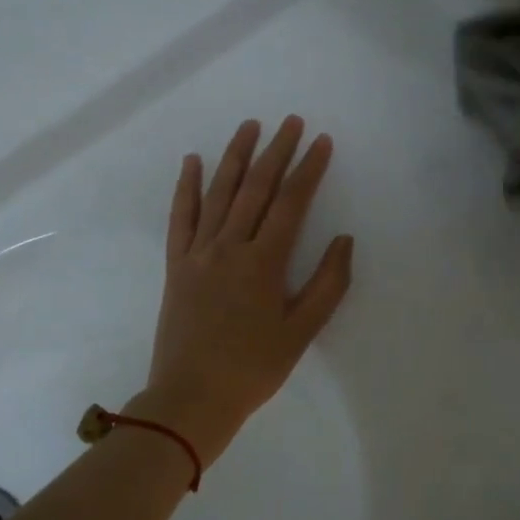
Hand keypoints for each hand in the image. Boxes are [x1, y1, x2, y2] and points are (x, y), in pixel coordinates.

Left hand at [137, 117, 353, 466]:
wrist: (191, 398)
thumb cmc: (253, 369)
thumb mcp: (301, 333)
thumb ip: (327, 285)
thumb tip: (343, 240)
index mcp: (264, 263)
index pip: (291, 204)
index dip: (308, 170)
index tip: (321, 142)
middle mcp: (230, 247)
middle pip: (255, 188)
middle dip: (276, 152)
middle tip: (291, 122)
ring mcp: (199, 253)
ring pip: (218, 194)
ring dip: (235, 157)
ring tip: (249, 126)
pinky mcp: (176, 265)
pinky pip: (181, 218)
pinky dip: (187, 188)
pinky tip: (192, 162)